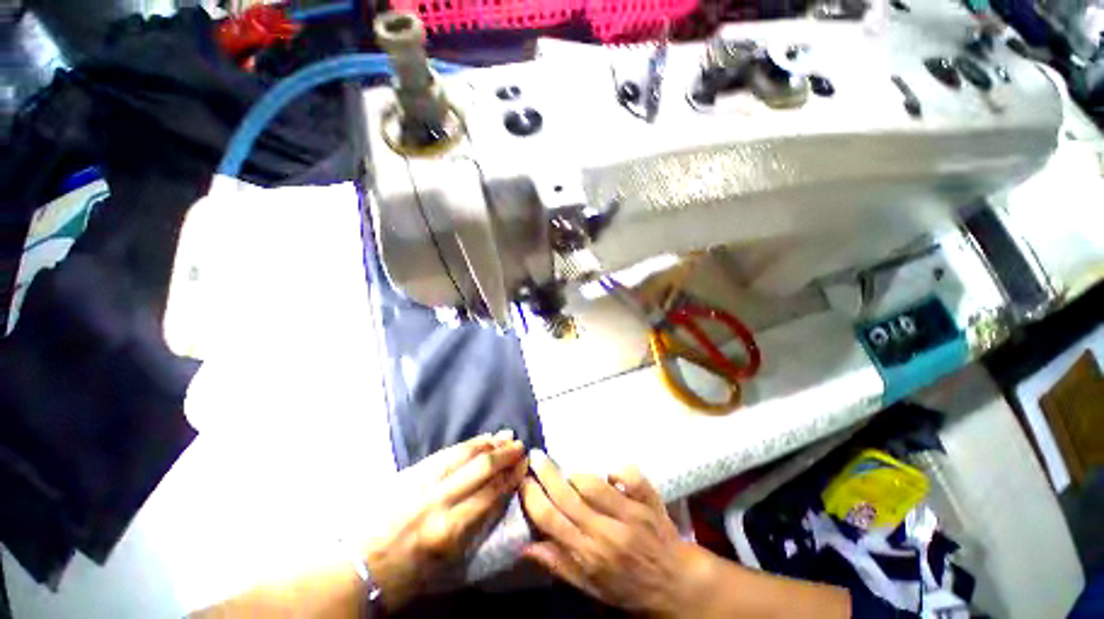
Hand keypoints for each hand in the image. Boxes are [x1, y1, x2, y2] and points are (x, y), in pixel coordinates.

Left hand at [364, 431, 526, 610]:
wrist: (358, 569)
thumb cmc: (407, 575)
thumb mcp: (448, 562)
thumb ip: (476, 525)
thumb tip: (498, 496)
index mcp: (449, 530)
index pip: (490, 494)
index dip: (511, 477)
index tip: (525, 465)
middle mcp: (439, 501)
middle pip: (480, 469)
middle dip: (504, 455)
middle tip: (520, 446)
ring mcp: (422, 483)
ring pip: (464, 454)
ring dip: (488, 444)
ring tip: (505, 436)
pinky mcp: (410, 474)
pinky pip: (445, 453)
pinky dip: (466, 444)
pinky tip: (479, 439)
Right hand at [520, 451, 707, 616]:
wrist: (676, 584)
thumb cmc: (629, 588)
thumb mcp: (591, 587)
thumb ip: (559, 565)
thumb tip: (525, 547)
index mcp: (590, 555)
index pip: (552, 521)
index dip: (533, 498)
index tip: (523, 481)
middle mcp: (607, 532)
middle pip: (568, 496)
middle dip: (547, 473)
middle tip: (535, 456)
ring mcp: (630, 514)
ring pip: (594, 484)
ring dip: (577, 475)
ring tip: (569, 474)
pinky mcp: (649, 501)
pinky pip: (630, 476)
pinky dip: (618, 471)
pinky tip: (610, 474)